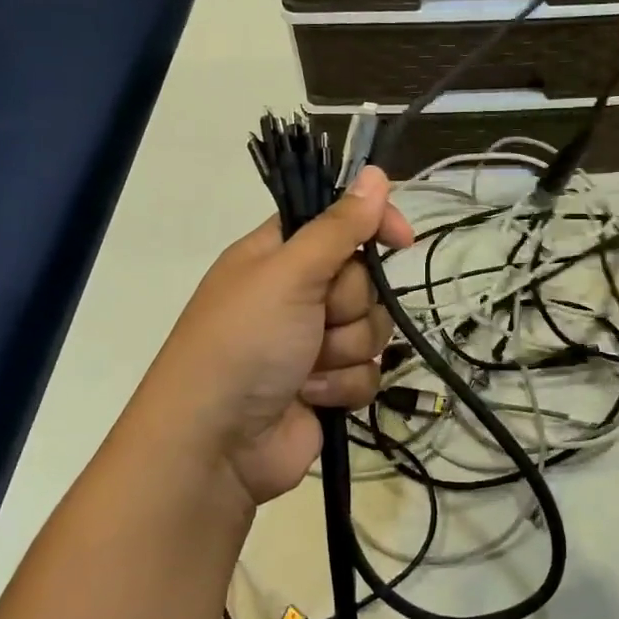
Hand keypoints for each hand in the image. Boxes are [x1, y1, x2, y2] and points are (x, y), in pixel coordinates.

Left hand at [141, 167, 413, 508]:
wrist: (217, 444)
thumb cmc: (244, 343)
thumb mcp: (289, 274)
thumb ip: (339, 227)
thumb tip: (377, 174)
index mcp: (278, 256)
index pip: (339, 222)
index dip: (372, 226)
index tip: (402, 238)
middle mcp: (297, 294)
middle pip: (364, 282)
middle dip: (347, 307)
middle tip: (314, 320)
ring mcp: (313, 342)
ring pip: (371, 330)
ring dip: (343, 351)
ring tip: (305, 368)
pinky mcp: (327, 386)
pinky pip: (368, 373)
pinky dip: (341, 386)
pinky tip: (310, 397)